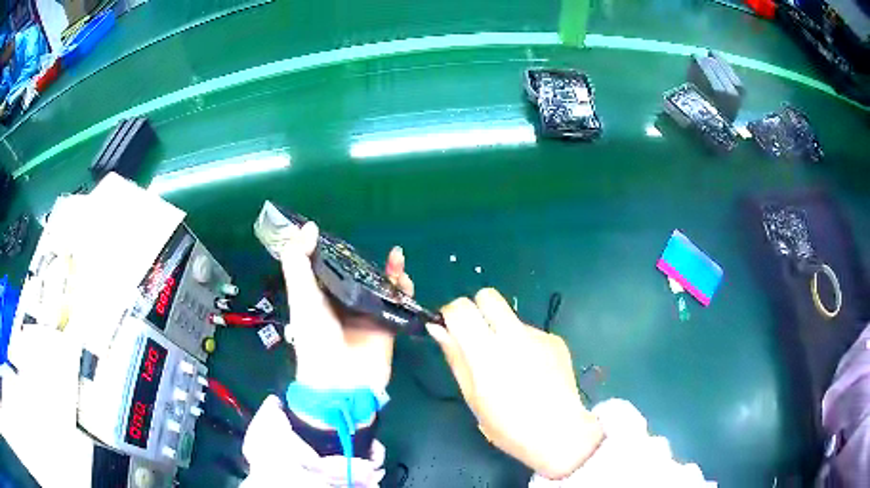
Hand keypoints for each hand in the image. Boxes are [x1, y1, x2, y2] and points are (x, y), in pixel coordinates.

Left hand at [279, 221, 413, 391]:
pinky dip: (403, 288)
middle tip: (375, 247)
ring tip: (397, 257)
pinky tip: (403, 276)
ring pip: (381, 285)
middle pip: (358, 275)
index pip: (328, 267)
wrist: (341, 379)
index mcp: (320, 296)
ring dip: (390, 271)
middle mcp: (344, 303)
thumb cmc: (315, 336)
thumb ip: (298, 261)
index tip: (341, 232)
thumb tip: (310, 226)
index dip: (334, 250)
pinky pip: (398, 302)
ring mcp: (368, 314)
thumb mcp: (301, 295)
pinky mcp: (388, 324)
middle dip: (366, 260)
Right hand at [426, 289, 603, 479]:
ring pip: (510, 317)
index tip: (450, 329)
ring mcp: (539, 336)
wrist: (559, 433)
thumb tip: (439, 330)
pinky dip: (524, 345)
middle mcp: (514, 336)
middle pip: (488, 296)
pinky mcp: (555, 340)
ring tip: (510, 366)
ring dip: (501, 331)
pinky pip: (530, 333)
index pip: (461, 308)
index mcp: (487, 354)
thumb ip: (456, 358)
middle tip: (476, 337)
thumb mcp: (473, 397)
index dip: (450, 314)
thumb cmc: (508, 426)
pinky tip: (531, 372)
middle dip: (476, 309)